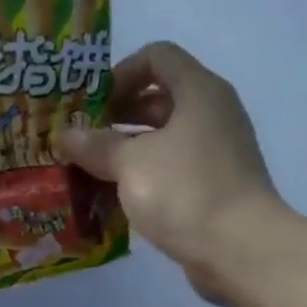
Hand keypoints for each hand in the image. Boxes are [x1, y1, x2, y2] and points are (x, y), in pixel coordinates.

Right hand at [59, 43, 284, 302]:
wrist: (241, 250)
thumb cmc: (185, 191)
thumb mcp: (130, 163)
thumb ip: (95, 145)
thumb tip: (65, 135)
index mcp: (199, 92)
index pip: (157, 56)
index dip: (120, 72)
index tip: (92, 103)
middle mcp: (212, 113)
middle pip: (159, 97)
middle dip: (116, 114)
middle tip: (81, 137)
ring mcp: (216, 151)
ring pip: (163, 136)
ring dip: (126, 148)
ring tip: (88, 168)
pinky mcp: (214, 185)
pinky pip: (172, 167)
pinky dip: (143, 174)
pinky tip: (113, 195)